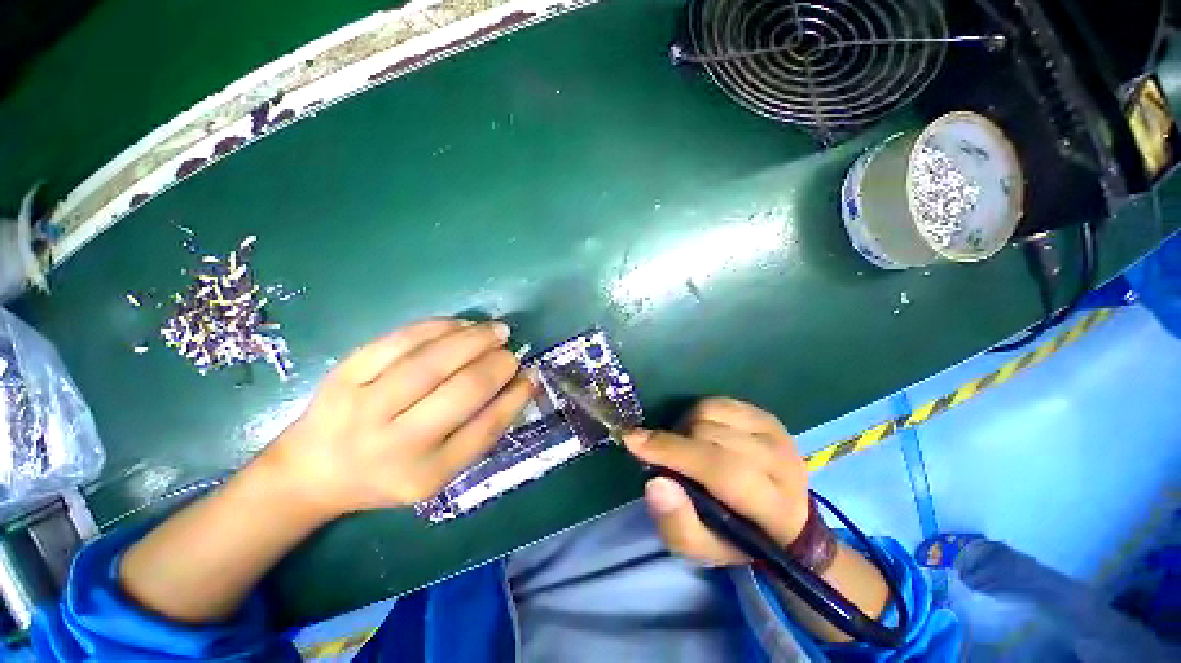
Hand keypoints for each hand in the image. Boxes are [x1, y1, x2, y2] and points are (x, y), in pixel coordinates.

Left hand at [266, 318, 533, 519]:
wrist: (312, 471)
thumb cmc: (387, 474)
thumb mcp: (439, 472)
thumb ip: (481, 432)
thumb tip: (520, 384)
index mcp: (425, 474)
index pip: (485, 429)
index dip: (515, 396)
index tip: (531, 375)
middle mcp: (394, 443)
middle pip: (462, 390)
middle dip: (497, 363)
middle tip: (511, 351)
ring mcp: (363, 406)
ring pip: (432, 360)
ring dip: (473, 339)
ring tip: (496, 330)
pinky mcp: (343, 375)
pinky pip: (399, 341)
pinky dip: (437, 327)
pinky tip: (460, 324)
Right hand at [623, 398, 808, 565]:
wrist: (783, 519)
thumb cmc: (736, 537)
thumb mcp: (703, 550)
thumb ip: (677, 525)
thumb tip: (656, 482)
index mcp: (774, 508)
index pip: (720, 469)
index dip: (673, 451)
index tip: (633, 441)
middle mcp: (781, 463)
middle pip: (710, 436)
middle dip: (675, 442)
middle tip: (665, 457)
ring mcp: (775, 433)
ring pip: (710, 413)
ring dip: (685, 427)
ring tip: (685, 447)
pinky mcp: (766, 416)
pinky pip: (717, 402)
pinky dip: (698, 414)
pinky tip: (700, 433)